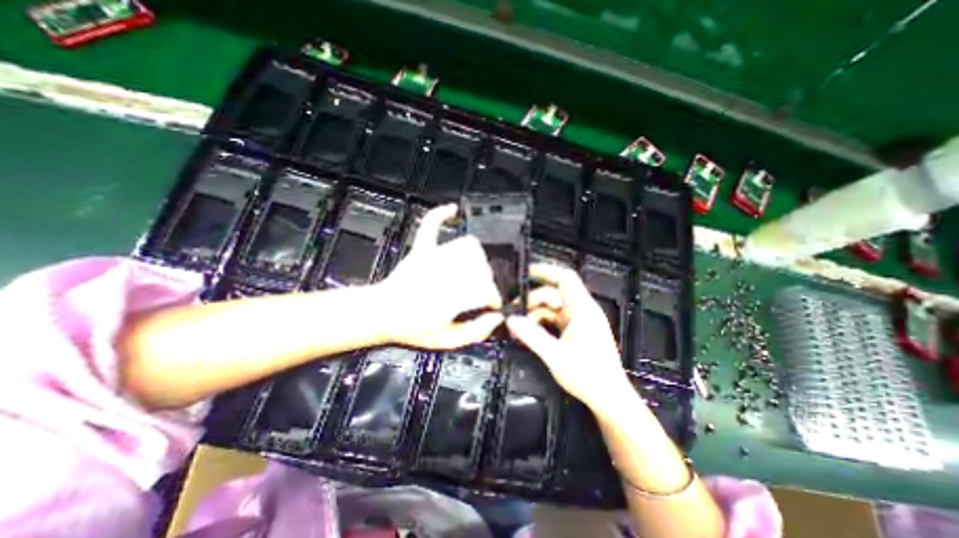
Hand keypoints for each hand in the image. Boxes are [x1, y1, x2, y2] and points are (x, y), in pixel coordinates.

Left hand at [378, 203, 503, 350]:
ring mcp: (431, 258)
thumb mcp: (445, 341)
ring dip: (477, 257)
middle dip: (487, 280)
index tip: (494, 304)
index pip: (486, 289)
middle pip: (481, 266)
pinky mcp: (421, 250)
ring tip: (476, 271)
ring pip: (468, 247)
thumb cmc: (409, 328)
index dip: (495, 297)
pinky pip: (430, 226)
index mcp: (450, 298)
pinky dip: (441, 215)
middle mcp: (443, 273)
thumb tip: (495, 319)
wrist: (380, 314)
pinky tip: (453, 210)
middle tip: (482, 292)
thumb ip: (474, 332)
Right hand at [506, 262, 634, 410]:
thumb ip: (532, 336)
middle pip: (553, 295)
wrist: (609, 399)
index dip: (546, 271)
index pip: (565, 278)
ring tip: (519, 328)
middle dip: (532, 301)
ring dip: (535, 315)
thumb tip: (511, 320)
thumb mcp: (555, 356)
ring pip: (552, 309)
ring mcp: (579, 322)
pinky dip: (542, 324)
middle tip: (514, 314)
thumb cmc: (588, 376)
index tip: (526, 273)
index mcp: (582, 310)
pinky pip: (555, 321)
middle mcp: (582, 311)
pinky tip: (530, 334)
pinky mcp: (576, 332)